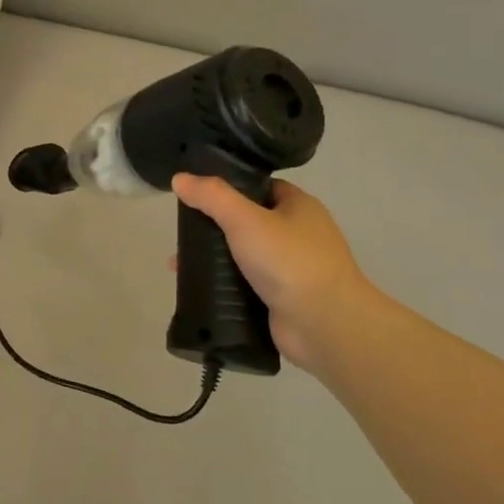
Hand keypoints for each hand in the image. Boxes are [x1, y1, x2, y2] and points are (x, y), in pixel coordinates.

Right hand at [171, 174, 376, 373]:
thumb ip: (212, 197)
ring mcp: (291, 269)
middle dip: (214, 227)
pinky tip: (195, 288)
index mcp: (299, 207)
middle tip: (182, 231)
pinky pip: (244, 286)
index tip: (197, 193)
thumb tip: (179, 178)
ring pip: (243, 256)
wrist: (325, 325)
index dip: (230, 187)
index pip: (260, 187)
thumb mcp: (245, 219)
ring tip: (178, 263)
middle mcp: (298, 235)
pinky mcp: (280, 299)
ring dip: (213, 259)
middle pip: (247, 222)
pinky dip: (221, 286)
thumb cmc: (290, 261)